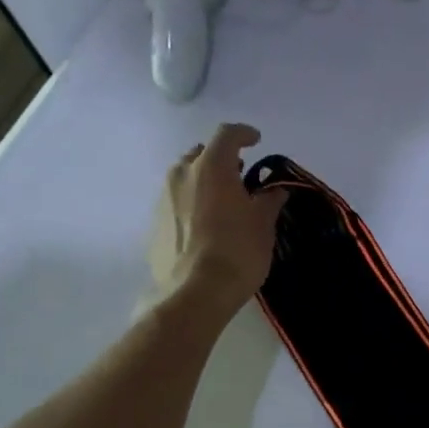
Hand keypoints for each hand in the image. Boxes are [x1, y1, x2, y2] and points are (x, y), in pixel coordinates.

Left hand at [148, 123, 285, 312]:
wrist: (195, 293)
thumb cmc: (237, 251)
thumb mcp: (264, 224)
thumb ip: (269, 201)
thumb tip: (274, 191)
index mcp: (210, 166)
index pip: (227, 134)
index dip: (244, 134)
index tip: (256, 141)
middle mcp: (181, 174)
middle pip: (201, 154)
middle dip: (221, 160)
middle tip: (239, 176)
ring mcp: (162, 199)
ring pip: (185, 179)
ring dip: (204, 183)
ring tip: (223, 204)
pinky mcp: (155, 225)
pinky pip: (176, 204)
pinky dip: (192, 206)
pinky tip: (206, 228)